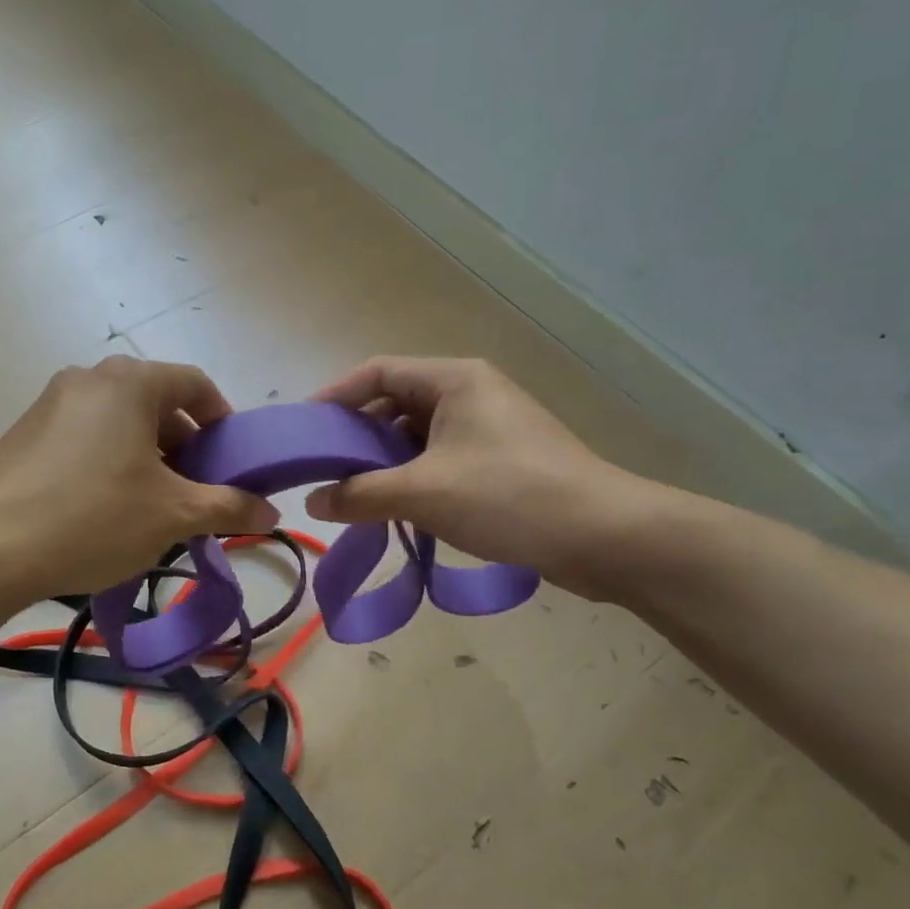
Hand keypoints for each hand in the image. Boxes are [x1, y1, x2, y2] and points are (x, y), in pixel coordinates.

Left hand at [0, 356, 278, 604]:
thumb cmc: (92, 517)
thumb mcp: (172, 515)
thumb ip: (228, 507)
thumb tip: (272, 513)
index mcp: (131, 382)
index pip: (196, 384)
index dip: (223, 420)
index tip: (232, 461)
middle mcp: (90, 378)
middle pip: (157, 403)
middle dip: (186, 446)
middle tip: (196, 492)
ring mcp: (51, 403)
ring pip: (120, 422)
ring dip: (149, 457)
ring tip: (154, 508)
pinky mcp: (25, 433)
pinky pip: (86, 437)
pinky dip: (110, 462)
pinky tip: (107, 510)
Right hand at [307, 357, 668, 598]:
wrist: (605, 537)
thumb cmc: (508, 496)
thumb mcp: (423, 493)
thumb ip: (360, 495)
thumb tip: (312, 502)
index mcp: (454, 379)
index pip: (377, 371)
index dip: (336, 396)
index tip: (304, 430)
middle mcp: (471, 393)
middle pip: (396, 403)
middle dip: (358, 435)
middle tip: (323, 469)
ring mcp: (489, 428)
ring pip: (418, 436)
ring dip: (385, 463)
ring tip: (353, 495)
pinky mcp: (501, 462)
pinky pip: (441, 460)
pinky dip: (413, 479)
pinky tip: (397, 510)